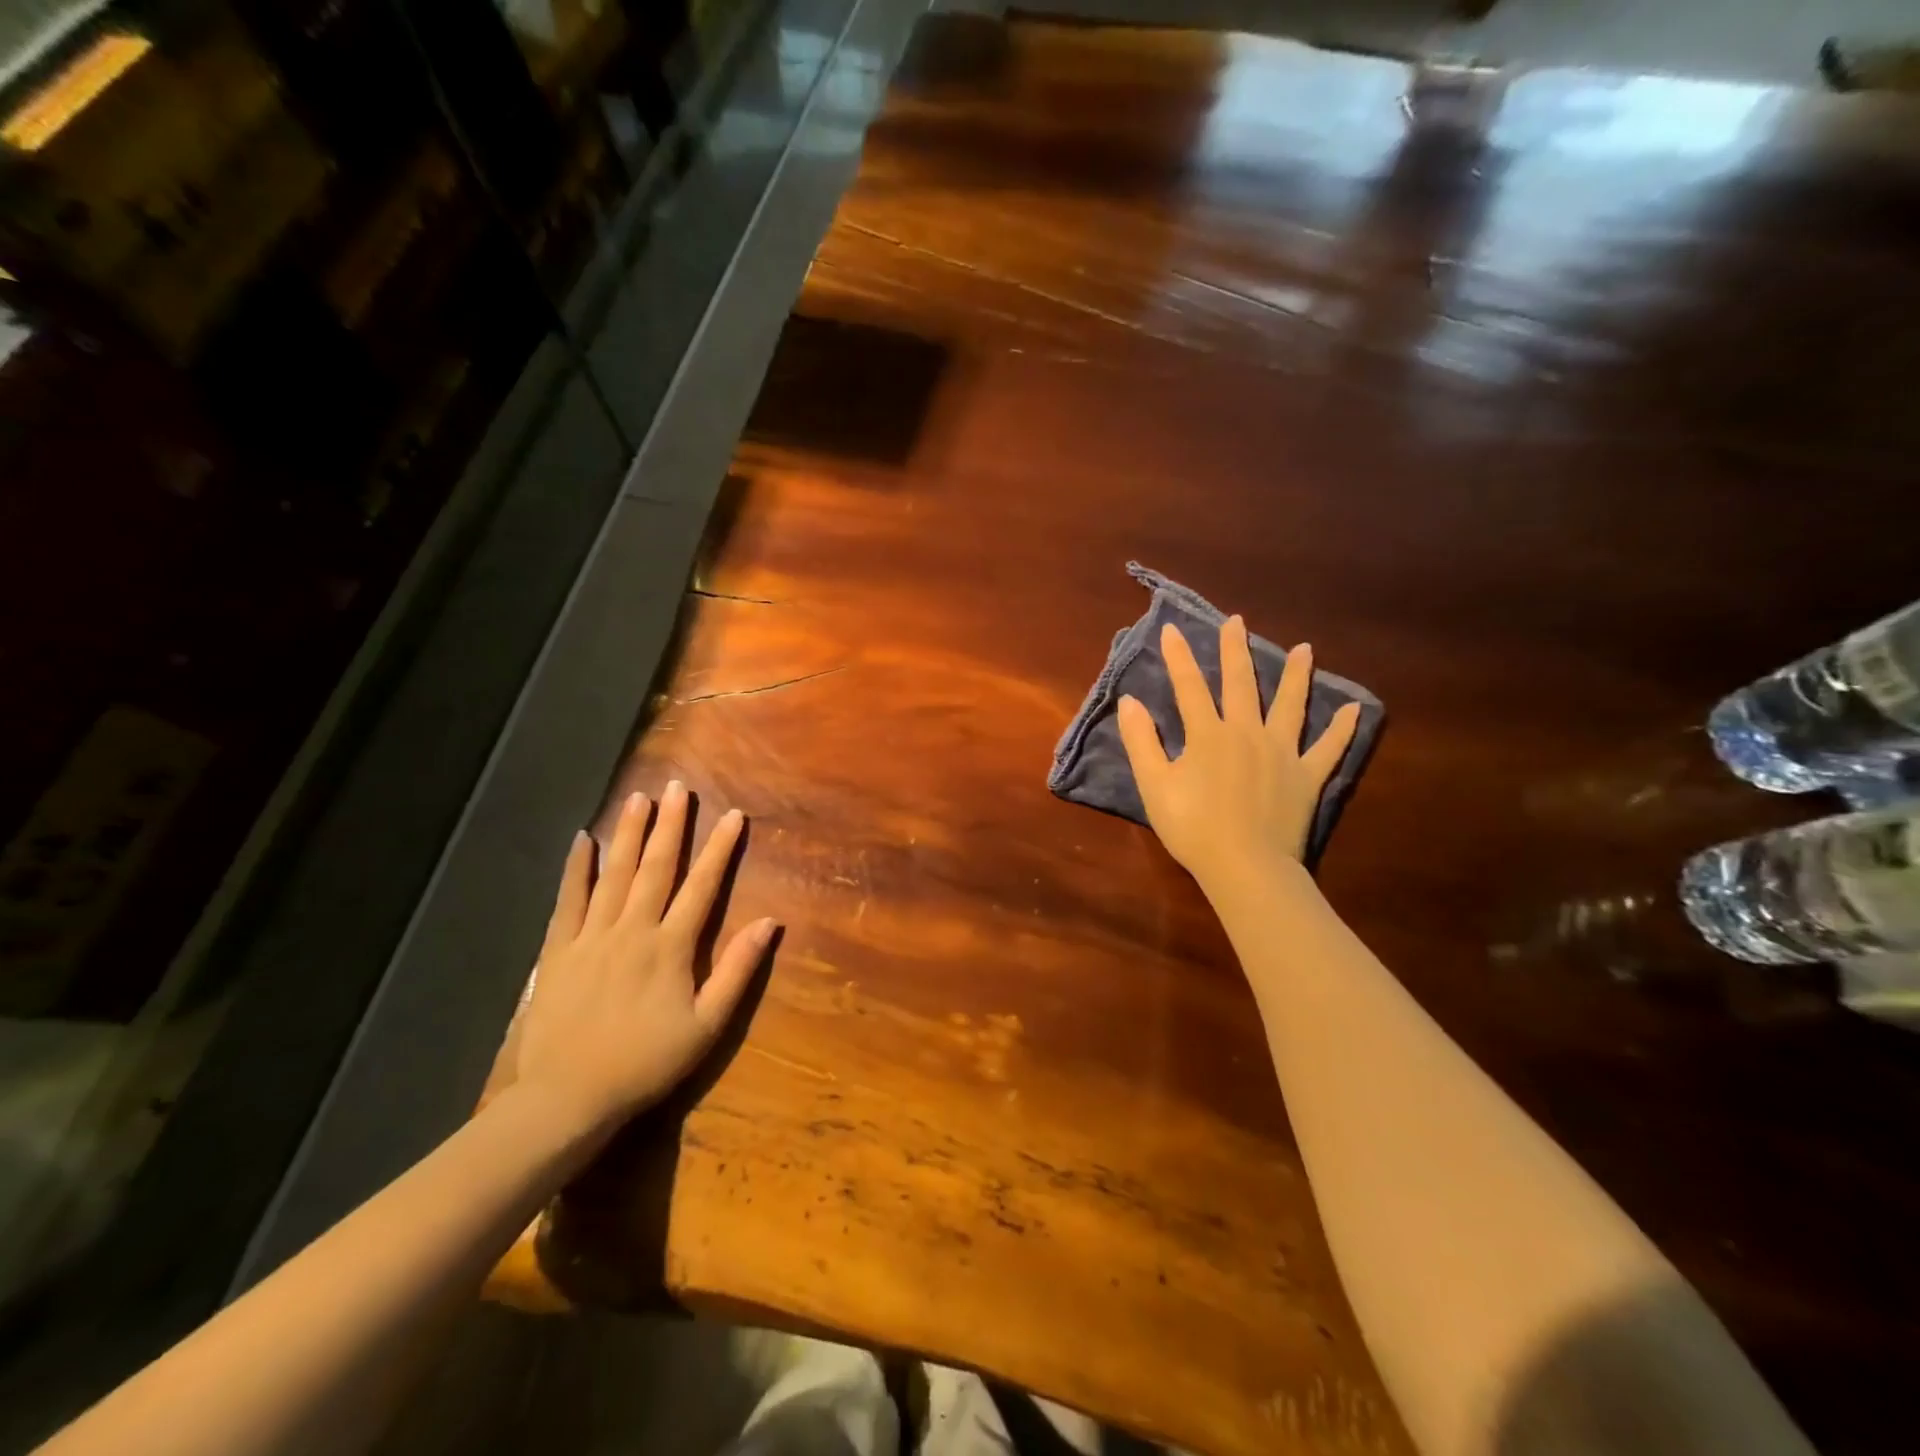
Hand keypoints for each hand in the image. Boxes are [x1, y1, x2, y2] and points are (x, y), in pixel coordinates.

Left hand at [513, 781, 774, 1136]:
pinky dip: (576, 869)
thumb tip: (770, 922)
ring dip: (628, 833)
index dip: (720, 848)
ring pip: (614, 874)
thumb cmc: (646, 1062)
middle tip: (678, 787)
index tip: (733, 815)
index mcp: (672, 946)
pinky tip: (582, 840)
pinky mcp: (558, 950)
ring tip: (638, 797)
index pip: (702, 885)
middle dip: (670, 825)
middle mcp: (633, 929)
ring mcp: (592, 936)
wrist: (567, 1097)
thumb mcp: (707, 1025)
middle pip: (656, 867)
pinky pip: (568, 900)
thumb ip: (738, 970)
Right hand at [1117, 617, 1358, 892]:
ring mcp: (1282, 753)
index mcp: (1208, 734)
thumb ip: (1142, 741)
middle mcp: (1247, 732)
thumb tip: (1130, 701)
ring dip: (1296, 675)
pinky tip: (1353, 709)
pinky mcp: (1307, 777)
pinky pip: (1328, 748)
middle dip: (1235, 651)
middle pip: (1240, 684)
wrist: (1245, 866)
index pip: (1189, 687)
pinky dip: (1341, 729)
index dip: (1179, 657)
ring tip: (1304, 649)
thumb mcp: (1154, 785)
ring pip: (1290, 705)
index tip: (1172, 628)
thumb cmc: (1193, 827)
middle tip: (1237, 622)